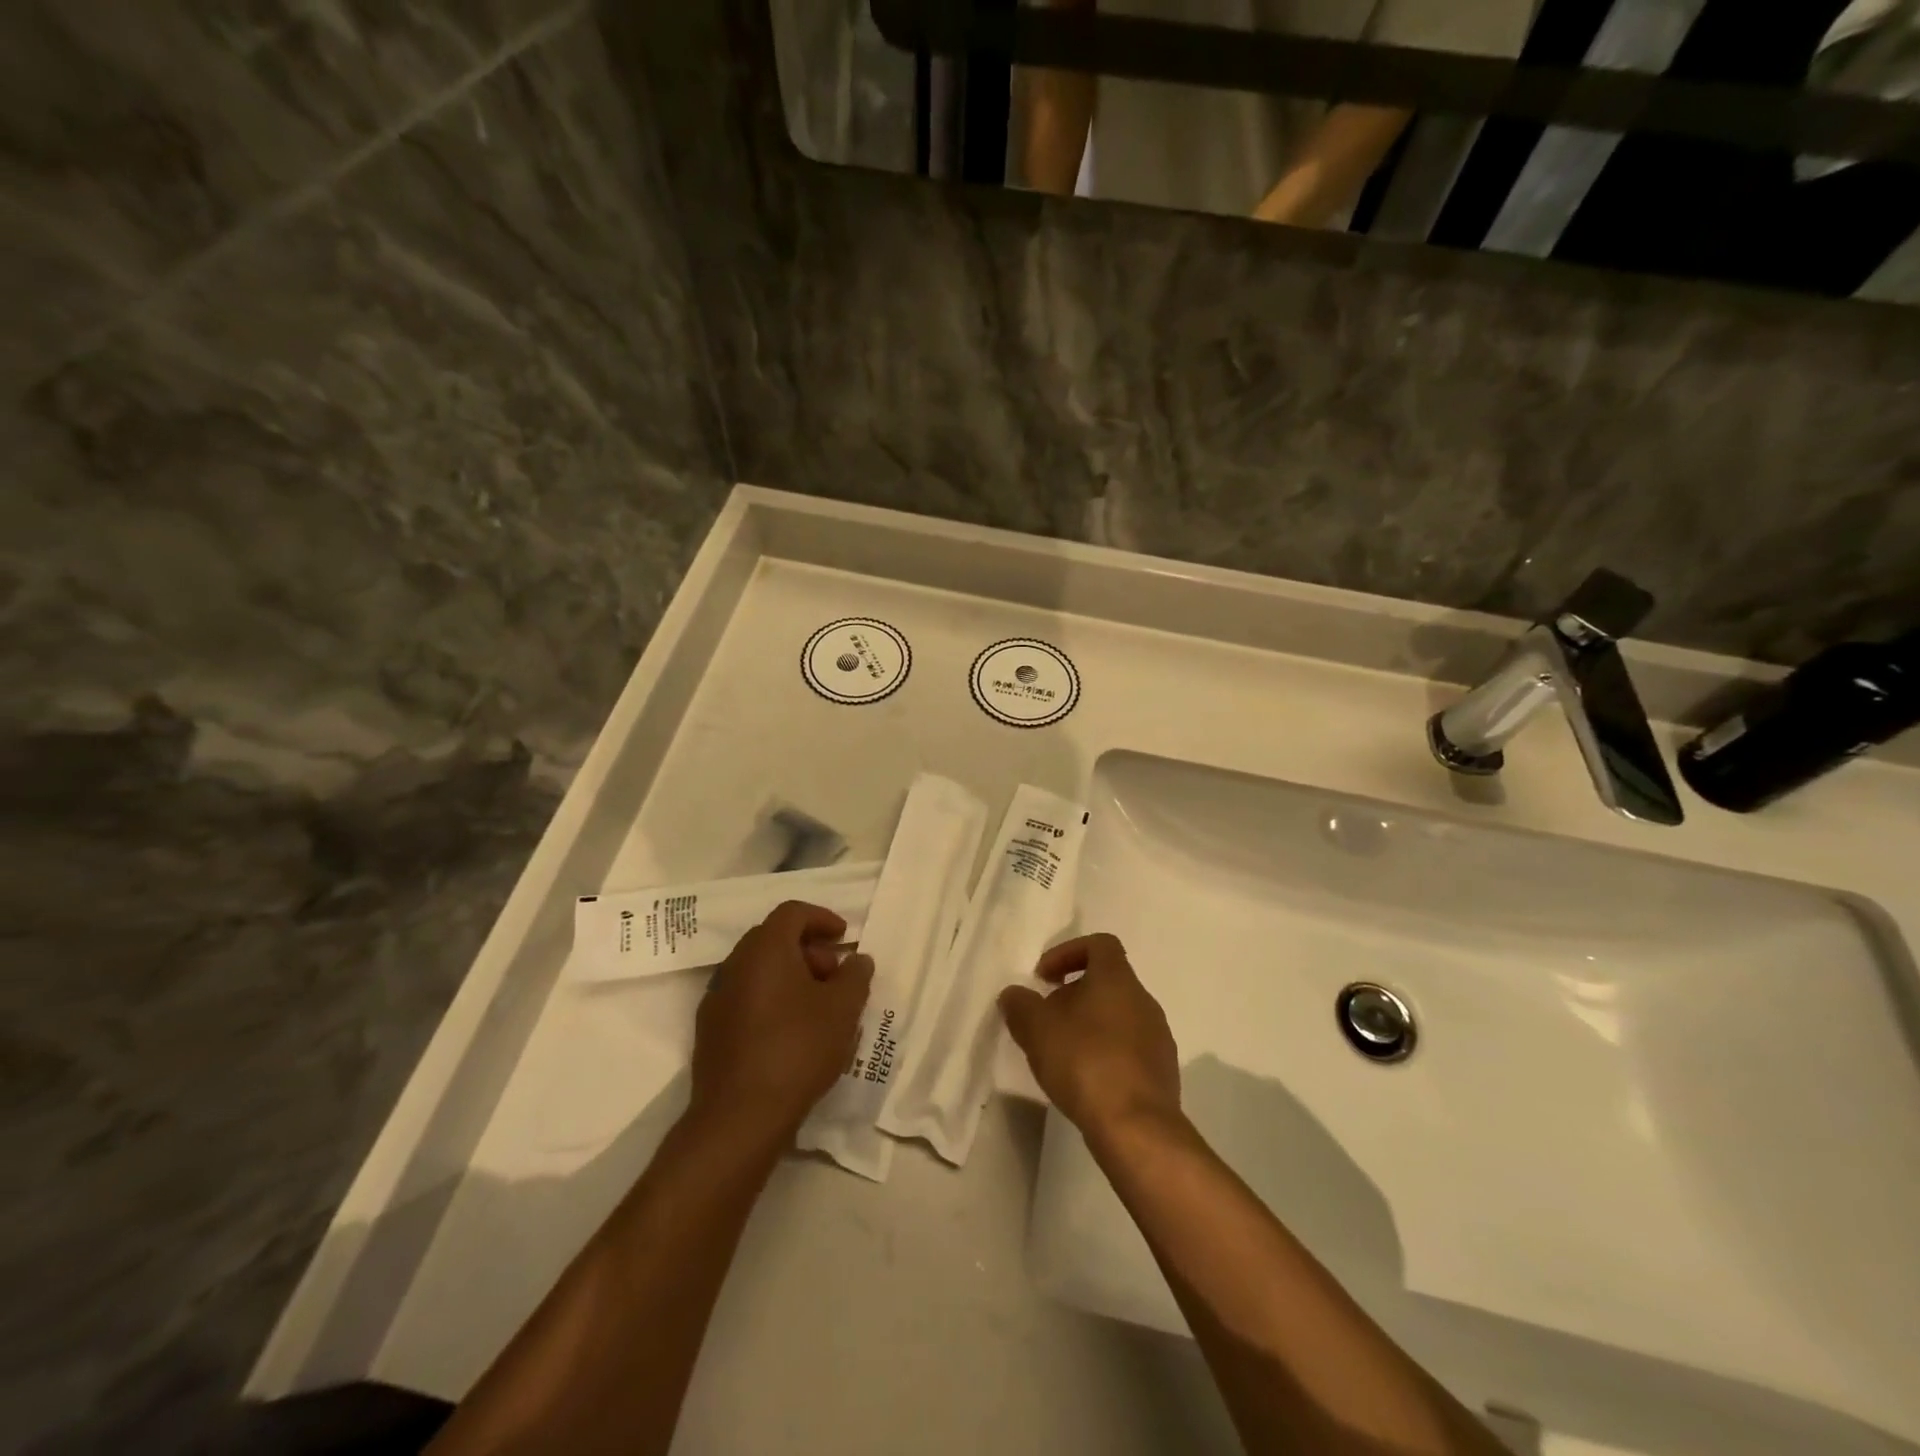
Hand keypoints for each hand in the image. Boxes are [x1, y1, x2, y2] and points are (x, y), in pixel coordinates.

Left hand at [690, 901, 873, 1143]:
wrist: (738, 1117)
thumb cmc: (797, 1049)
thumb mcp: (843, 1009)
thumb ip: (855, 976)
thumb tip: (857, 959)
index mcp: (765, 949)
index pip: (792, 912)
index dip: (822, 918)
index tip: (844, 937)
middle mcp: (735, 964)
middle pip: (773, 939)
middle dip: (809, 950)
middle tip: (835, 975)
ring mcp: (717, 998)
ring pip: (759, 970)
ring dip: (790, 976)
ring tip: (818, 1008)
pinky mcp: (710, 1030)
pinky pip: (746, 997)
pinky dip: (771, 1000)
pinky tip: (791, 1032)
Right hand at [998, 933, 1180, 1140]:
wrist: (1137, 1127)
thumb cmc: (1085, 1062)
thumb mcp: (1037, 1029)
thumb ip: (1020, 1005)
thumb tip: (1013, 994)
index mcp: (1117, 979)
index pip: (1100, 944)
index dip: (1068, 952)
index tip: (1044, 977)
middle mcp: (1144, 1000)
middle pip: (1107, 982)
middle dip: (1073, 995)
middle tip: (1046, 1019)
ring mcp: (1158, 1037)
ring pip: (1118, 1017)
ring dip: (1089, 1025)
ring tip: (1062, 1053)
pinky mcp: (1162, 1072)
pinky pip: (1129, 1049)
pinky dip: (1106, 1053)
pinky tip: (1086, 1080)